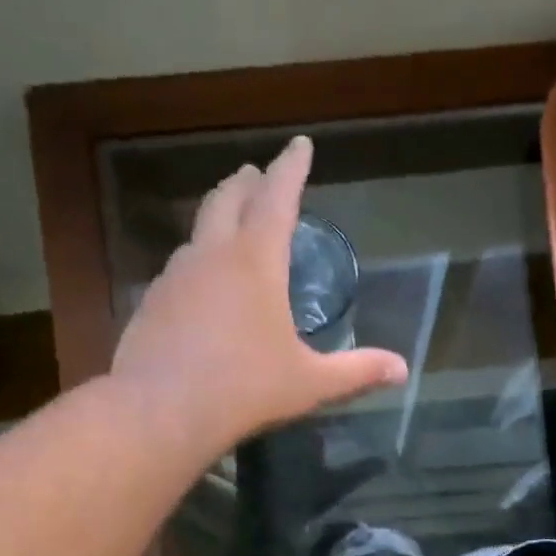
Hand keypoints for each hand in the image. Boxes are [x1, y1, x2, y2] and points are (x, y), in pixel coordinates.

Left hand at [111, 136, 407, 451]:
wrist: (162, 411)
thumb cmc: (245, 389)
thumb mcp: (310, 383)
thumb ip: (357, 372)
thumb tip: (403, 370)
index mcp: (256, 261)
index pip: (277, 197)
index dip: (291, 167)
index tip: (300, 144)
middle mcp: (212, 255)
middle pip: (228, 199)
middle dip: (247, 182)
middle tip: (257, 175)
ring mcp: (176, 276)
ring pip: (198, 231)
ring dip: (218, 218)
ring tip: (230, 226)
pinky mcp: (152, 301)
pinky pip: (180, 267)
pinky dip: (198, 260)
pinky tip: (201, 285)